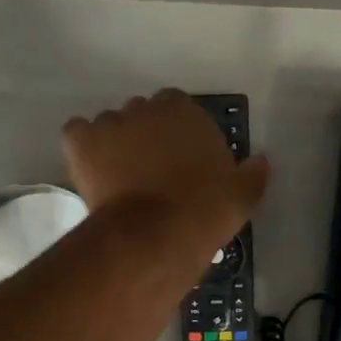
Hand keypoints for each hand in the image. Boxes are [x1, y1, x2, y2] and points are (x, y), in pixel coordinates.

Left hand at [62, 90, 269, 258]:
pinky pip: (77, 133)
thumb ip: (254, 173)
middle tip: (148, 170)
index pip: (177, 107)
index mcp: (186, 111)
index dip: (175, 132)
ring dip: (114, 143)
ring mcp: (111, 121)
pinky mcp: (82, 140)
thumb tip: (263, 160)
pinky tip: (90, 169)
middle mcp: (147, 107)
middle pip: (142, 113)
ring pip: (110, 124)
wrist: (157, 234)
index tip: (177, 158)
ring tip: (117, 177)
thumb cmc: (205, 211)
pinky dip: (82, 147)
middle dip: (144, 135)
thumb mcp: (242, 195)